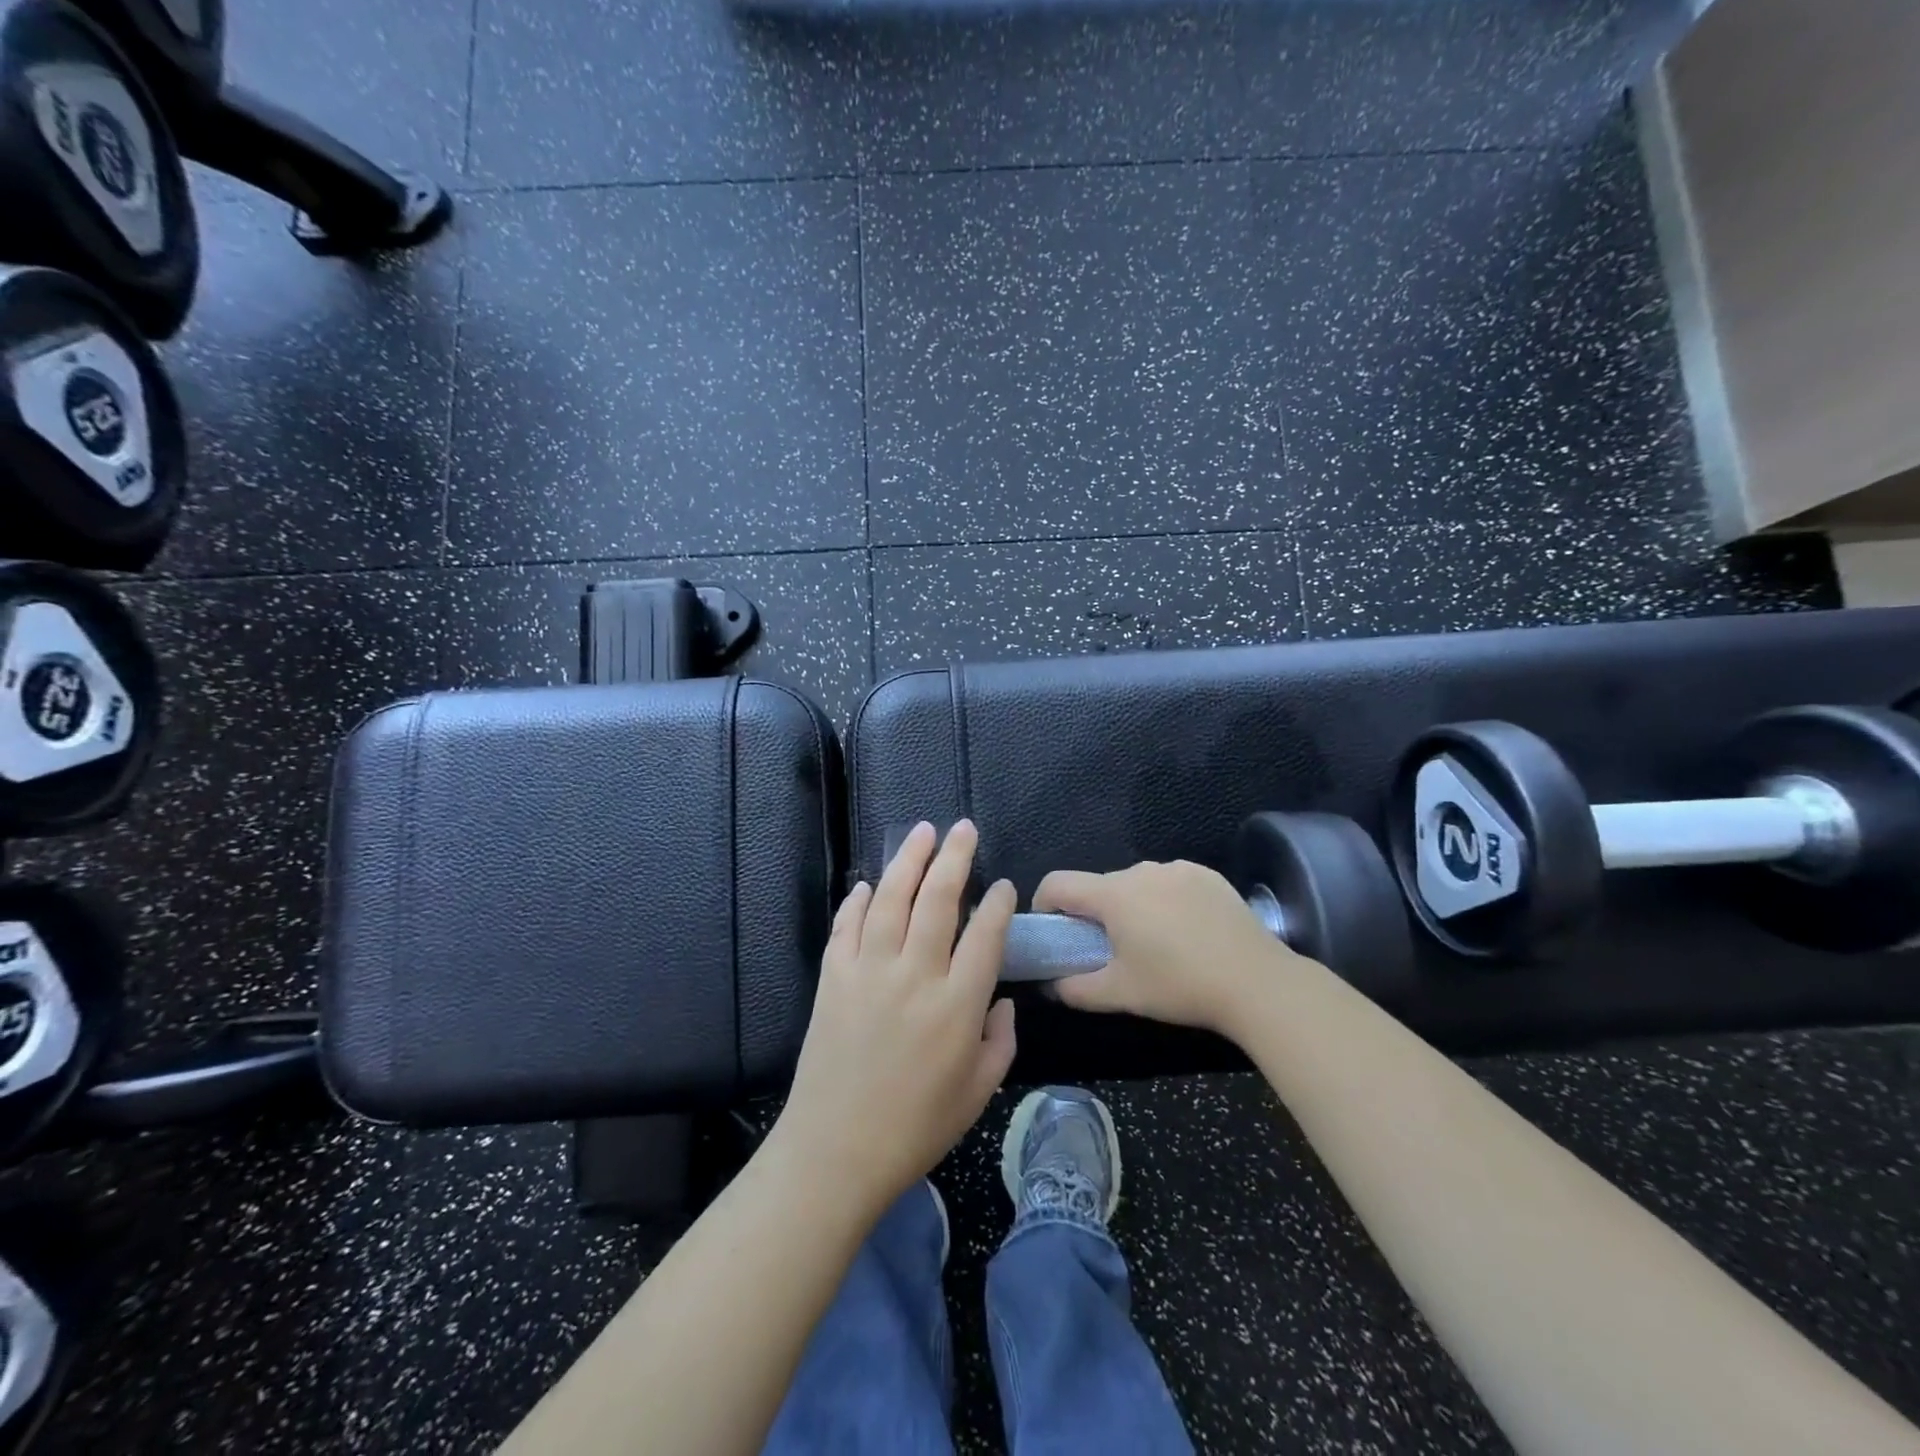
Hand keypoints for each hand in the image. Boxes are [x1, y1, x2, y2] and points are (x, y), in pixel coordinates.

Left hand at [774, 820, 1016, 1221]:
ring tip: (921, 832)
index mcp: (957, 1005)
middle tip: (963, 828)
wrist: (836, 1151)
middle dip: (954, 857)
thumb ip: (1001, 1041)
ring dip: (908, 861)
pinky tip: (866, 885)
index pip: (985, 935)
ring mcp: (869, 971)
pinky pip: (845, 927)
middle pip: (938, 900)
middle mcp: (915, 975)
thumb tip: (1002, 1002)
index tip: (1003, 886)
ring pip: (890, 899)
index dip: (998, 904)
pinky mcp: (833, 978)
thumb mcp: (979, 1093)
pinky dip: (856, 901)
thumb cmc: (916, 1127)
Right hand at [1033, 859, 1303, 1034]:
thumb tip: (1052, 986)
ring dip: (1132, 906)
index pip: (1059, 883)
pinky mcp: (1207, 875)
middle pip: (1100, 885)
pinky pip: (1170, 882)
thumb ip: (1076, 990)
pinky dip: (1166, 901)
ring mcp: (1177, 869)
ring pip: (1137, 883)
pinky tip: (1187, 932)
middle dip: (1095, 913)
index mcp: (1113, 895)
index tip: (1052, 929)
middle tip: (1108, 950)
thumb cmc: (1179, 986)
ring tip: (1153, 943)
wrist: (1256, 982)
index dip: (1044, 904)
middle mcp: (1140, 871)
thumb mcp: (1121, 995)